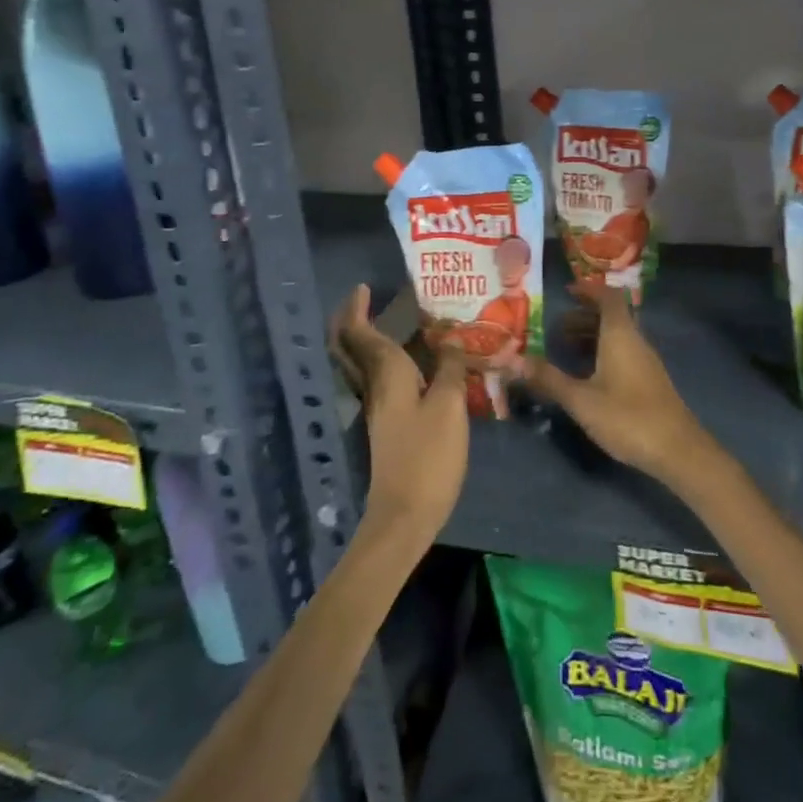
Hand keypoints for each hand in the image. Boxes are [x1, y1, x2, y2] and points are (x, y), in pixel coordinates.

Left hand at [330, 285, 467, 540]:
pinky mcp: (387, 424)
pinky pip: (379, 379)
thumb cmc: (428, 456)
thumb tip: (453, 337)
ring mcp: (378, 407)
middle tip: (371, 300)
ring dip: (369, 339)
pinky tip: (415, 363)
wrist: (405, 515)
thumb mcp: (450, 406)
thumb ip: (451, 367)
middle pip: (349, 347)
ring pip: (362, 363)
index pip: (359, 331)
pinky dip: (386, 361)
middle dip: (352, 320)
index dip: (356, 307)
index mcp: (386, 373)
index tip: (364, 286)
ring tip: (398, 323)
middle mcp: (374, 385)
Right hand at [528, 281, 718, 484]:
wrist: (677, 450)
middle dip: (582, 316)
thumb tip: (514, 360)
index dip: (588, 289)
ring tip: (564, 349)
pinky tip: (587, 374)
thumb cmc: (627, 417)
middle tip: (554, 328)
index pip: (608, 297)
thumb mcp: (581, 399)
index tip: (565, 292)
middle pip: (611, 315)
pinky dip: (602, 351)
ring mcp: (645, 360)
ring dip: (591, 335)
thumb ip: (549, 379)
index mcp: (620, 335)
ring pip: (617, 335)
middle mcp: (636, 340)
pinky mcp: (649, 380)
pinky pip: (623, 351)